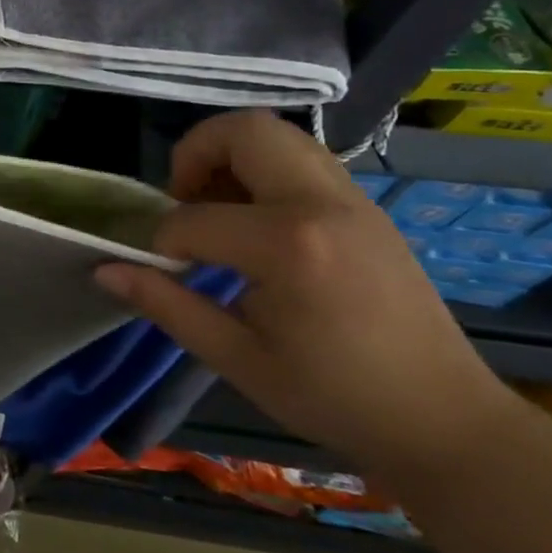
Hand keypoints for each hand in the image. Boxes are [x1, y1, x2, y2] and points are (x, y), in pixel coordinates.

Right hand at [95, 111, 521, 484]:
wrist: (447, 422)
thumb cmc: (334, 397)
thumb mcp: (237, 358)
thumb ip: (166, 304)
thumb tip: (104, 270)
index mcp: (290, 245)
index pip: (194, 218)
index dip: (162, 244)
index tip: (162, 274)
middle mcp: (323, 204)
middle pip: (244, 131)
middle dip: (194, 154)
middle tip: (181, 200)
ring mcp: (352, 200)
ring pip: (277, 135)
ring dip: (230, 156)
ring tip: (214, 208)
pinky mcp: (365, 209)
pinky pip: (302, 159)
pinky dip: (262, 170)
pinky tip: (253, 224)